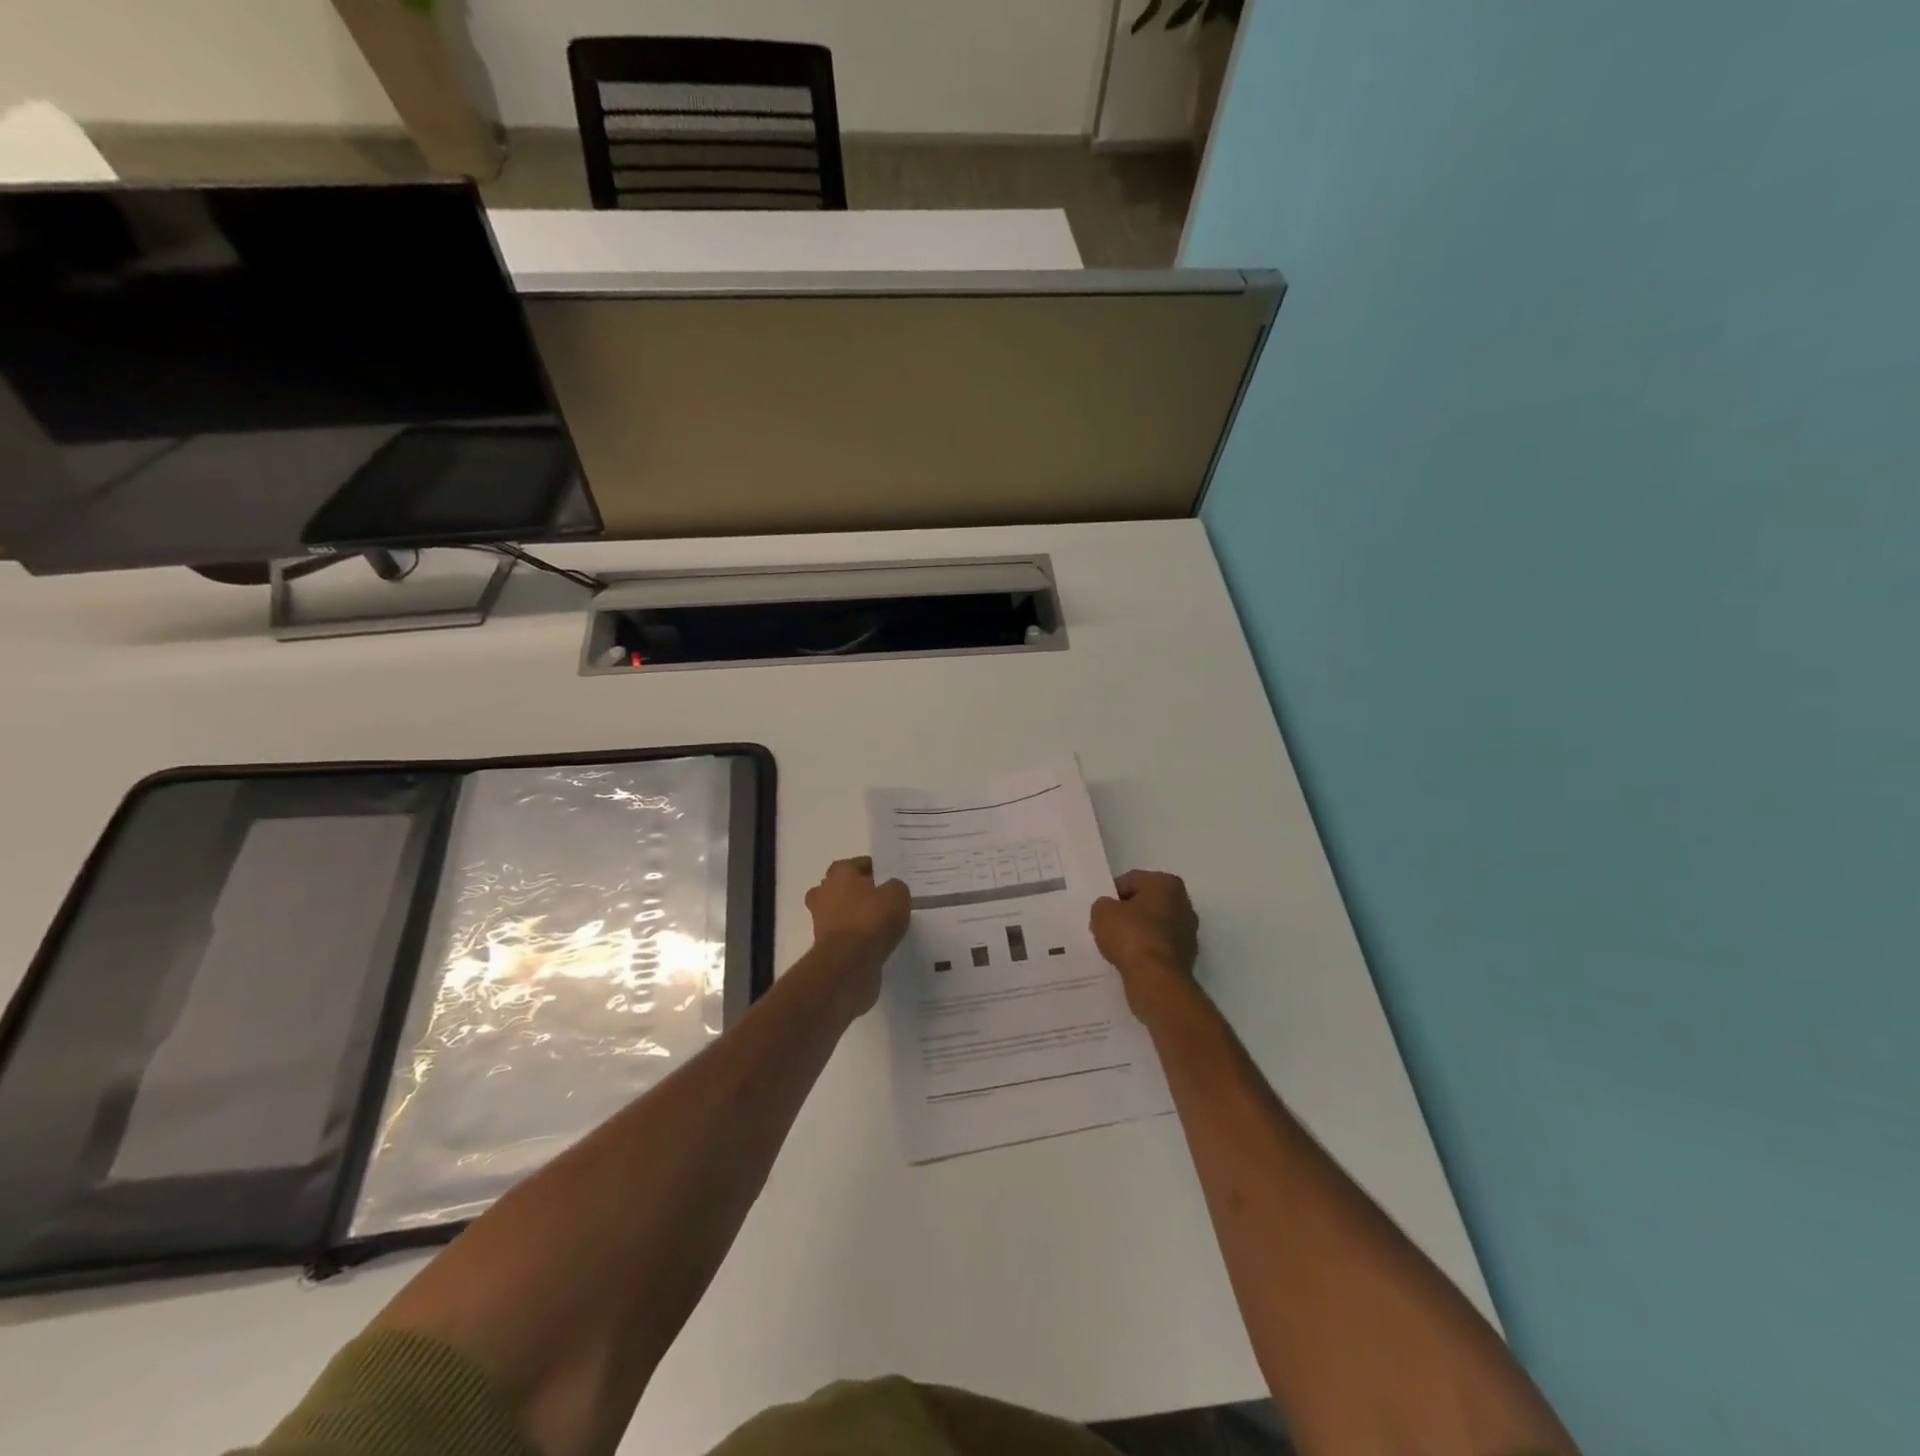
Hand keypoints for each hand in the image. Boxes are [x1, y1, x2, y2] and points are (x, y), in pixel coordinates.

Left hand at [804, 857, 909, 1013]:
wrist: (848, 963)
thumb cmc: (870, 920)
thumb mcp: (897, 895)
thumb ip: (895, 887)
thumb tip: (891, 890)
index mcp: (839, 873)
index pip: (856, 864)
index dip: (873, 869)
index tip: (889, 878)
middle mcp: (824, 893)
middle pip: (842, 887)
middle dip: (859, 892)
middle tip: (883, 899)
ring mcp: (821, 921)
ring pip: (841, 912)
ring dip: (856, 916)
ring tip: (882, 924)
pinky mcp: (825, 946)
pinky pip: (844, 936)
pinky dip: (856, 938)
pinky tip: (876, 943)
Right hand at [1091, 869, 1198, 1015]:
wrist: (1156, 980)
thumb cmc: (1131, 935)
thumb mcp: (1102, 912)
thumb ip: (1103, 905)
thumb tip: (1110, 910)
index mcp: (1167, 884)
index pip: (1131, 880)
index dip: (1112, 894)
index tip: (1101, 911)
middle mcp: (1184, 904)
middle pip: (1146, 903)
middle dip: (1128, 913)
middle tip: (1107, 927)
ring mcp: (1189, 932)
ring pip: (1154, 926)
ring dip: (1137, 933)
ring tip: (1117, 946)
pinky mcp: (1187, 957)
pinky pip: (1158, 948)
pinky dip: (1146, 952)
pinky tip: (1131, 960)